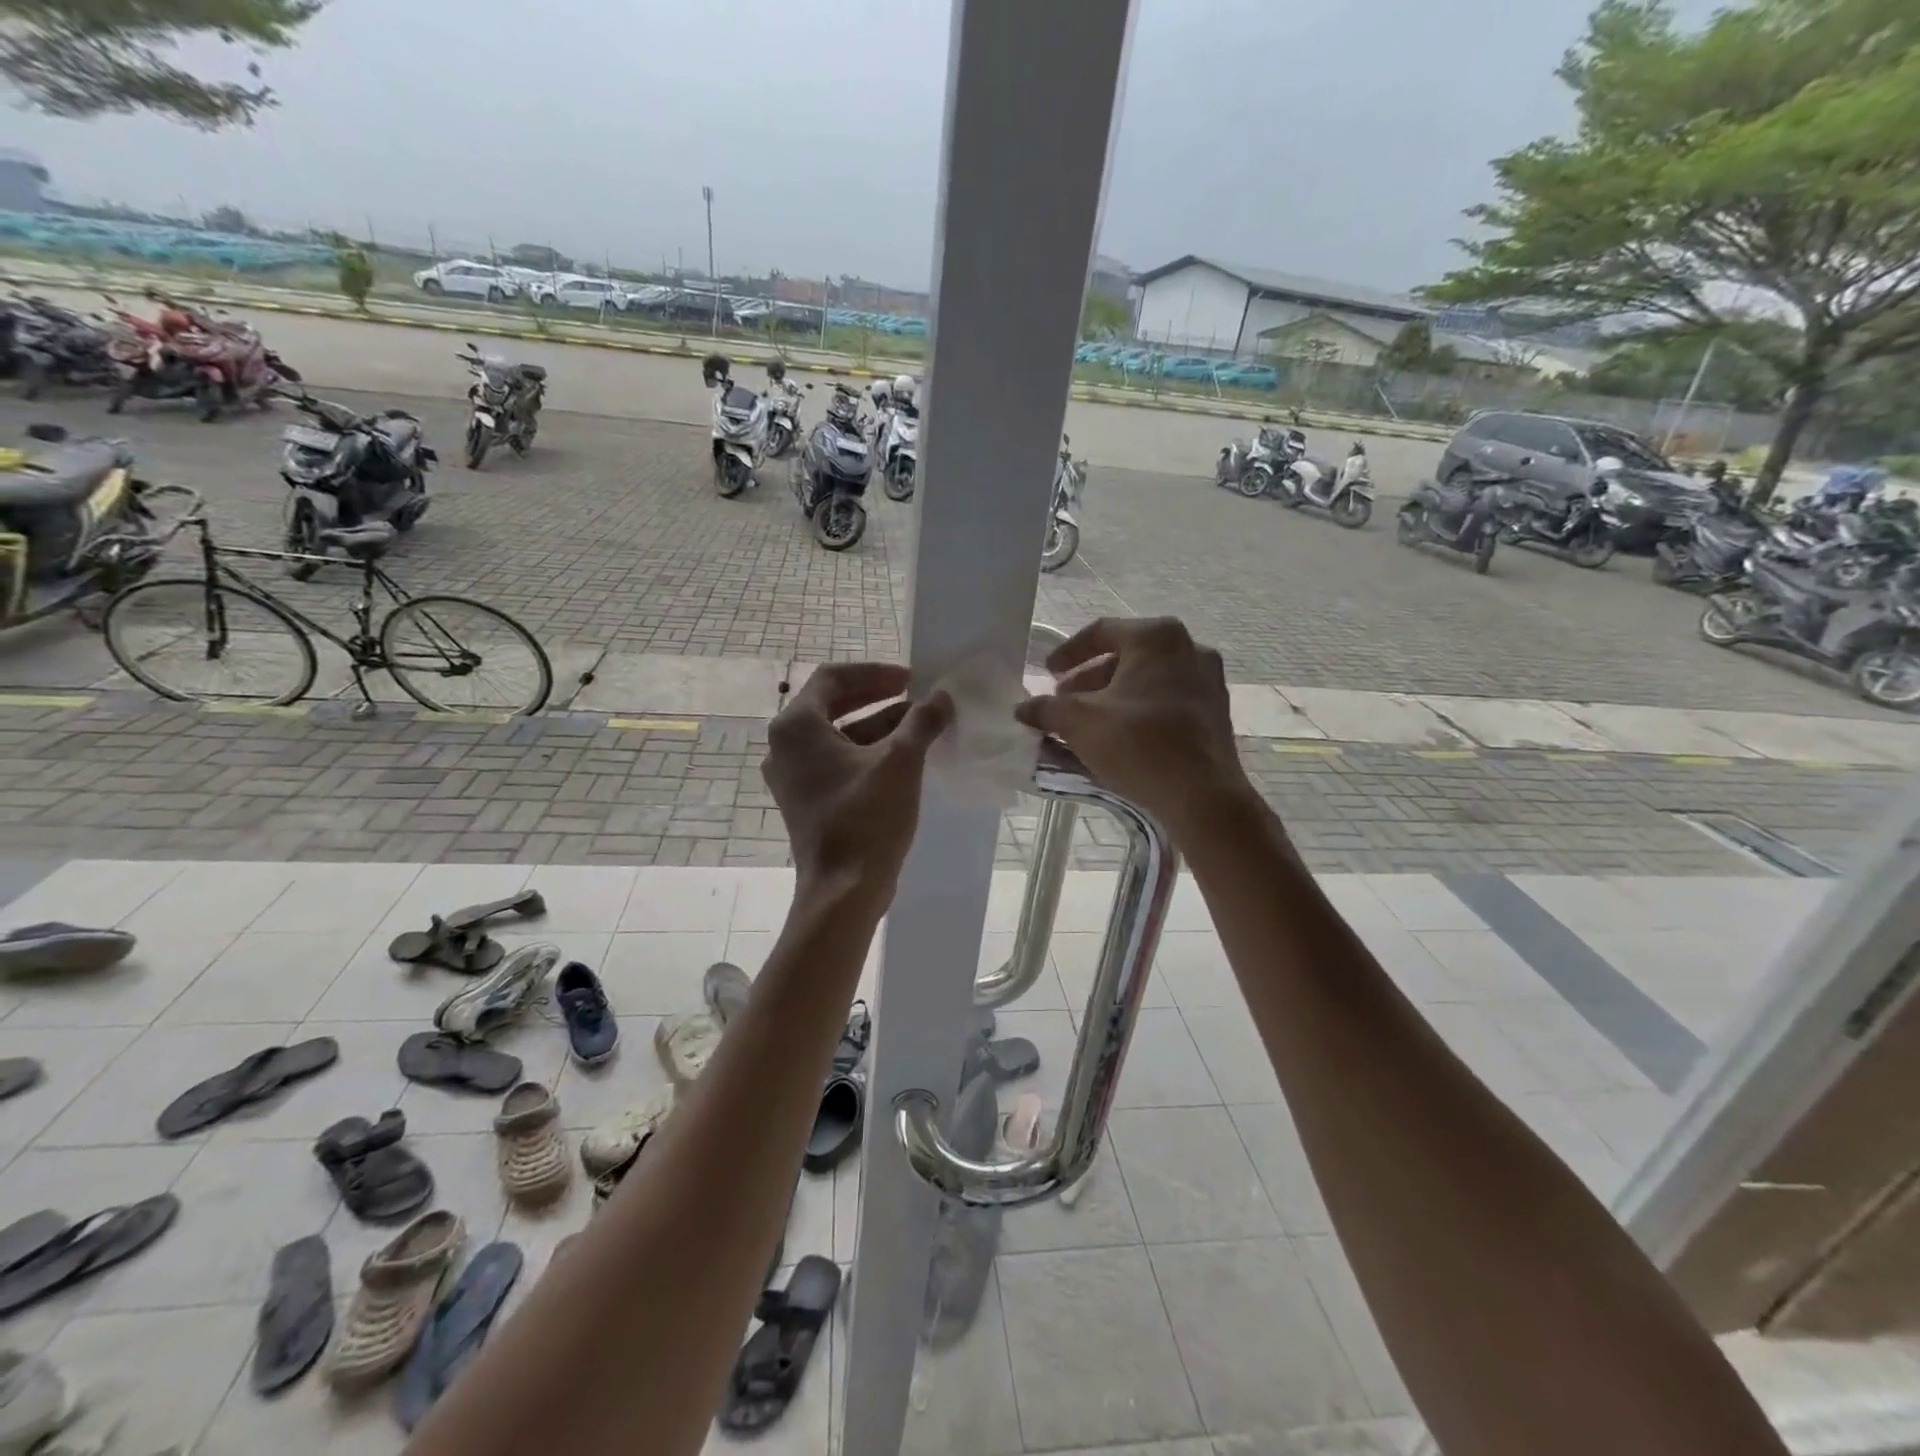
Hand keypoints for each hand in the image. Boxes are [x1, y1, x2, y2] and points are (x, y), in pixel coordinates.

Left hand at [763, 663, 952, 903]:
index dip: (874, 673)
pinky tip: (904, 756)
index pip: (833, 678)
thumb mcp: (900, 762)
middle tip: (916, 695)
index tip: (910, 678)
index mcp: (796, 727)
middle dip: (878, 697)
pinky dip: (867, 752)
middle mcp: (785, 746)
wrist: (843, 890)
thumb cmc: (866, 818)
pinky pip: (837, 762)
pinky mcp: (806, 800)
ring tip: (920, 724)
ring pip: (838, 735)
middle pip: (833, 704)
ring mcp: (793, 776)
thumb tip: (941, 697)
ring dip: (878, 725)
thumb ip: (921, 721)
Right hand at [1014, 617, 1253, 843]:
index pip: (1101, 631)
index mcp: (1156, 637)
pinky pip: (1167, 699)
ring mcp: (1208, 680)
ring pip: (1148, 679)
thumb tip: (1023, 709)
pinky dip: (1139, 710)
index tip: (1048, 674)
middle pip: (1126, 655)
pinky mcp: (1216, 711)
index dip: (1067, 652)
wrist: (1202, 796)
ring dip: (1113, 696)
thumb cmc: (1138, 745)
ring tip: (1087, 722)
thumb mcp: (1079, 723)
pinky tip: (1119, 736)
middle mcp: (1189, 648)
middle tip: (1064, 700)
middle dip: (1089, 678)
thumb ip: (1046, 709)